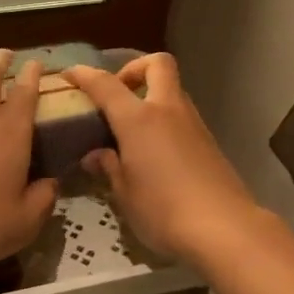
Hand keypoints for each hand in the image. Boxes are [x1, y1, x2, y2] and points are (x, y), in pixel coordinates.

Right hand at [64, 53, 260, 262]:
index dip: (84, 74)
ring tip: (130, 128)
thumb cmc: (163, 210)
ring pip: (172, 90)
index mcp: (138, 119)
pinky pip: (180, 116)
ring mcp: (193, 124)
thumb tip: (96, 155)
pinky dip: (163, 120)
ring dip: (150, 96)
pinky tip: (152, 151)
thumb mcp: (123, 192)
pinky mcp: (208, 142)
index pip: (105, 84)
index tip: (68, 75)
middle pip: (157, 64)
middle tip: (116, 93)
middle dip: (133, 68)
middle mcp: (167, 111)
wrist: (225, 230)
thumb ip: (108, 167)